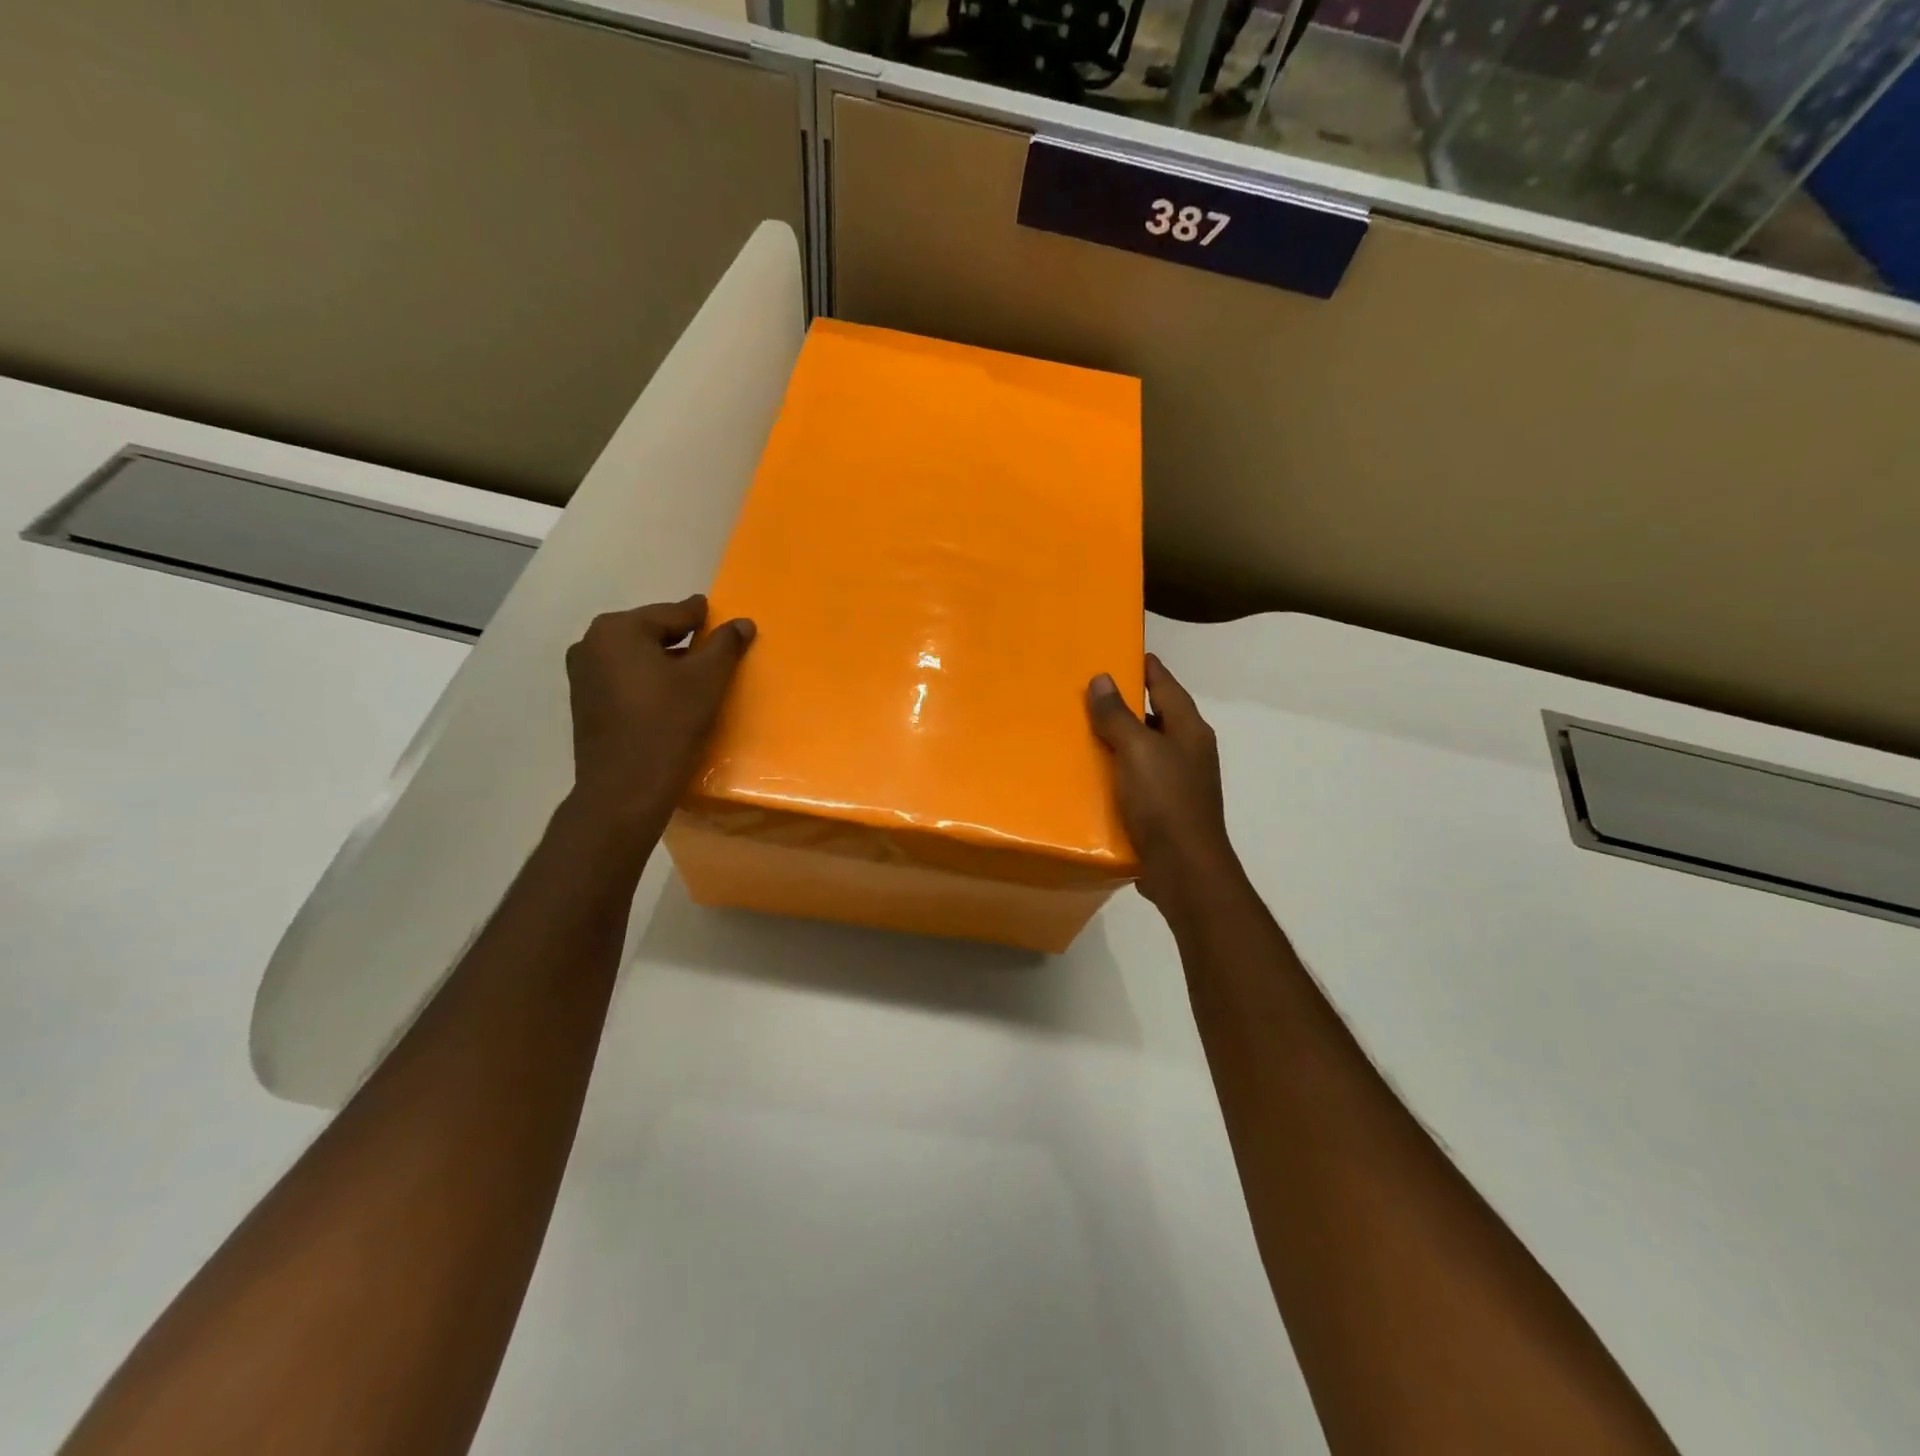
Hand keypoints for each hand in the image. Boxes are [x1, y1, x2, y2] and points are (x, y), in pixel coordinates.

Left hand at [563, 595, 754, 845]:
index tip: (721, 618)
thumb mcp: (707, 680)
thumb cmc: (668, 725)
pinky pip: (624, 679)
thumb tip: (742, 622)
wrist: (625, 790)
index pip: (673, 613)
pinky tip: (669, 699)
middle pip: (651, 633)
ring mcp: (582, 675)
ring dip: (665, 662)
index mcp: (618, 629)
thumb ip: (725, 645)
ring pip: (636, 657)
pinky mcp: (584, 703)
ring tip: (696, 678)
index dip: (703, 617)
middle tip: (714, 651)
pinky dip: (648, 681)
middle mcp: (591, 643)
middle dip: (683, 640)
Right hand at [1086, 654, 1240, 908]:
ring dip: (1118, 739)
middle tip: (1086, 691)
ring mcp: (1178, 782)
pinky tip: (1090, 774)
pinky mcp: (1164, 809)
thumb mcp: (1137, 751)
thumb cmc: (1165, 801)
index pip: (1166, 684)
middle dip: (1125, 703)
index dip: (1145, 666)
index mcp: (1189, 729)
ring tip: (1080, 729)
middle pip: (1155, 716)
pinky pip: (1136, 779)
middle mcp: (1188, 751)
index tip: (1119, 650)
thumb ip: (1118, 715)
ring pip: (1144, 749)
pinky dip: (1117, 771)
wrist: (1184, 870)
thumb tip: (1102, 679)